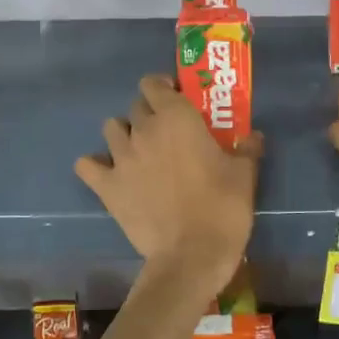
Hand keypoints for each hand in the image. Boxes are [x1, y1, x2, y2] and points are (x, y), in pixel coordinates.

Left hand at [75, 75, 261, 282]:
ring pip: (111, 129)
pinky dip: (95, 166)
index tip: (176, 99)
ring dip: (124, 135)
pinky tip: (108, 175)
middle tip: (166, 133)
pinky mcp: (106, 186)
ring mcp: (121, 157)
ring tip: (139, 152)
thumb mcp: (245, 175)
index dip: (163, 88)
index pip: (153, 83)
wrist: (191, 255)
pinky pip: (87, 165)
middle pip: (135, 106)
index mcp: (176, 117)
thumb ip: (246, 148)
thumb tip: (252, 136)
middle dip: (149, 114)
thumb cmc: (222, 208)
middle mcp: (143, 129)